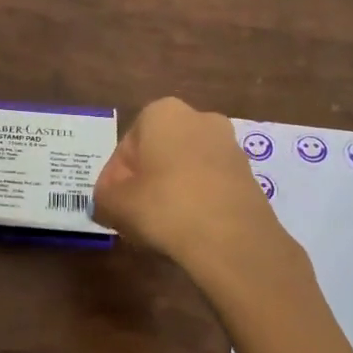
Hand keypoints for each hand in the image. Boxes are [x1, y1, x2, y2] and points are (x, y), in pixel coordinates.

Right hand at [92, 97, 283, 275]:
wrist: (231, 239)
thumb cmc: (163, 207)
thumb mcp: (113, 204)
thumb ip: (103, 197)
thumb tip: (109, 201)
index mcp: (163, 113)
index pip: (126, 146)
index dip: (114, 178)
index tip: (113, 204)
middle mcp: (200, 118)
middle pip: (158, 153)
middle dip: (145, 179)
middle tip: (134, 213)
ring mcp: (230, 145)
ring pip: (186, 168)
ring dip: (172, 190)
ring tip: (161, 225)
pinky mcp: (249, 174)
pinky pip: (210, 184)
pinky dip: (197, 200)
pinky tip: (189, 228)